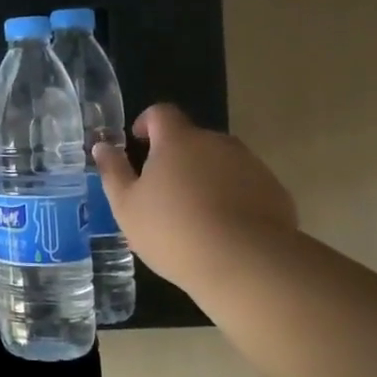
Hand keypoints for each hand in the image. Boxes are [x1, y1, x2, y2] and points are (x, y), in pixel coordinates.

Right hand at [93, 103, 297, 285]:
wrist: (247, 264)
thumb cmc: (174, 230)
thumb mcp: (127, 206)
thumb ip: (113, 171)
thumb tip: (102, 146)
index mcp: (178, 140)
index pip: (161, 113)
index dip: (147, 123)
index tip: (138, 144)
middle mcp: (217, 143)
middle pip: (192, 140)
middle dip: (176, 158)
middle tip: (162, 193)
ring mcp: (251, 166)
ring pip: (220, 163)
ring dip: (205, 178)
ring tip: (194, 216)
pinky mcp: (275, 192)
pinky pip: (245, 186)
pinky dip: (232, 198)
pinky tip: (223, 231)